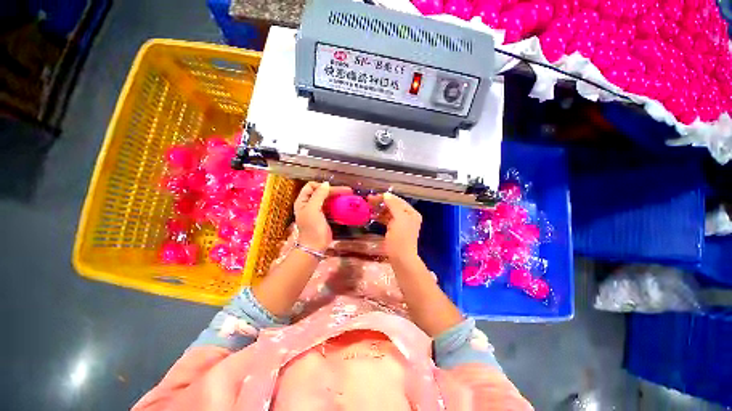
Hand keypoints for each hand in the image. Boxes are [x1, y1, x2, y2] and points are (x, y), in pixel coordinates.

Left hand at [294, 182, 351, 250]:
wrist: (315, 246)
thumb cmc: (312, 228)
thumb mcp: (313, 209)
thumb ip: (319, 195)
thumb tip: (326, 184)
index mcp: (303, 201)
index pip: (311, 186)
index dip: (322, 186)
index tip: (333, 190)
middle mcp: (309, 204)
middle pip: (322, 192)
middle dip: (334, 190)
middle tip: (348, 191)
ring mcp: (317, 210)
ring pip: (328, 199)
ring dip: (337, 197)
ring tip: (349, 196)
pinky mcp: (325, 216)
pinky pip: (332, 206)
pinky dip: (338, 204)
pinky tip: (345, 204)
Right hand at [372, 192, 422, 260]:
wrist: (401, 259)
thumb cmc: (401, 238)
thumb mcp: (399, 219)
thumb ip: (393, 205)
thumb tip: (386, 195)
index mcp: (411, 212)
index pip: (397, 200)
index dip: (385, 197)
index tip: (371, 197)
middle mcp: (408, 216)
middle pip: (393, 205)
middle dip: (381, 202)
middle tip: (368, 201)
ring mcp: (401, 223)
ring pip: (389, 212)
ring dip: (379, 209)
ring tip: (368, 208)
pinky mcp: (395, 230)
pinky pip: (387, 219)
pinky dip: (380, 217)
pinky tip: (372, 216)